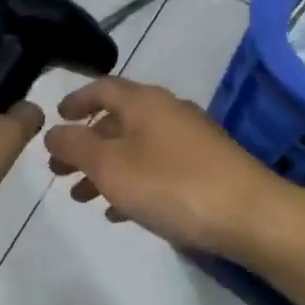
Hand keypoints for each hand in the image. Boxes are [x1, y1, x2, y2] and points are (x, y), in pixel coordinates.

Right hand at [43, 77, 290, 256]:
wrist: (252, 216)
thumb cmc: (172, 185)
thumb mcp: (111, 166)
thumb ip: (75, 147)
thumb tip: (52, 132)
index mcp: (143, 102)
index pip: (101, 88)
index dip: (75, 101)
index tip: (56, 118)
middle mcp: (167, 112)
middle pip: (116, 121)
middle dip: (85, 145)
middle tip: (59, 170)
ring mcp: (190, 140)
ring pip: (136, 148)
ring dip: (105, 169)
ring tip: (83, 197)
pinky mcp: (206, 168)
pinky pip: (157, 169)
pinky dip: (133, 183)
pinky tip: (120, 212)